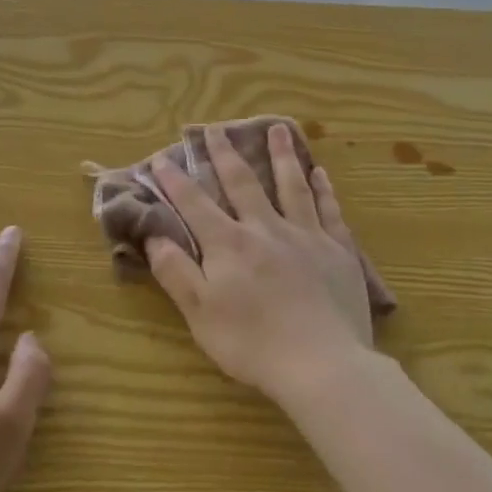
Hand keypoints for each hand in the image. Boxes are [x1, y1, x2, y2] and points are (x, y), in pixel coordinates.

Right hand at [145, 123, 373, 405]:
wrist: (322, 364)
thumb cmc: (252, 344)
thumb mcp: (200, 314)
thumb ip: (176, 271)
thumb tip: (153, 235)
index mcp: (229, 244)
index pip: (195, 203)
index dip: (175, 180)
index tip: (161, 158)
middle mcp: (266, 228)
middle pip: (243, 182)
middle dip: (225, 153)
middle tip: (215, 128)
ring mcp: (306, 236)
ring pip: (291, 185)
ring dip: (281, 155)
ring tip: (277, 128)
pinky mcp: (338, 250)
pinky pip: (329, 210)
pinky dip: (323, 189)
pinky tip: (320, 173)